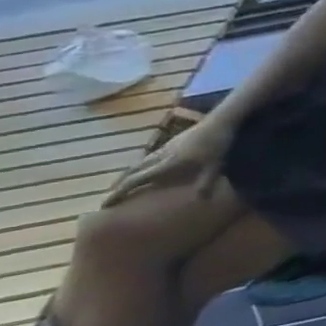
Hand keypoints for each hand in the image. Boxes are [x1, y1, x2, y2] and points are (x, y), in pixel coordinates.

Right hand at [103, 115, 233, 206]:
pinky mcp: (171, 142)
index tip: (104, 205)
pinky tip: (144, 168)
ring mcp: (164, 147)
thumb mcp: (215, 165)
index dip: (119, 193)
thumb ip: (206, 182)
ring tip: (121, 186)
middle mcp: (160, 155)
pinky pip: (148, 157)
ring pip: (138, 163)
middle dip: (118, 186)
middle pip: (132, 172)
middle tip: (108, 199)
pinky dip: (140, 166)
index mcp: (167, 163)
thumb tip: (201, 200)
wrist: (220, 120)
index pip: (136, 180)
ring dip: (127, 175)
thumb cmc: (218, 143)